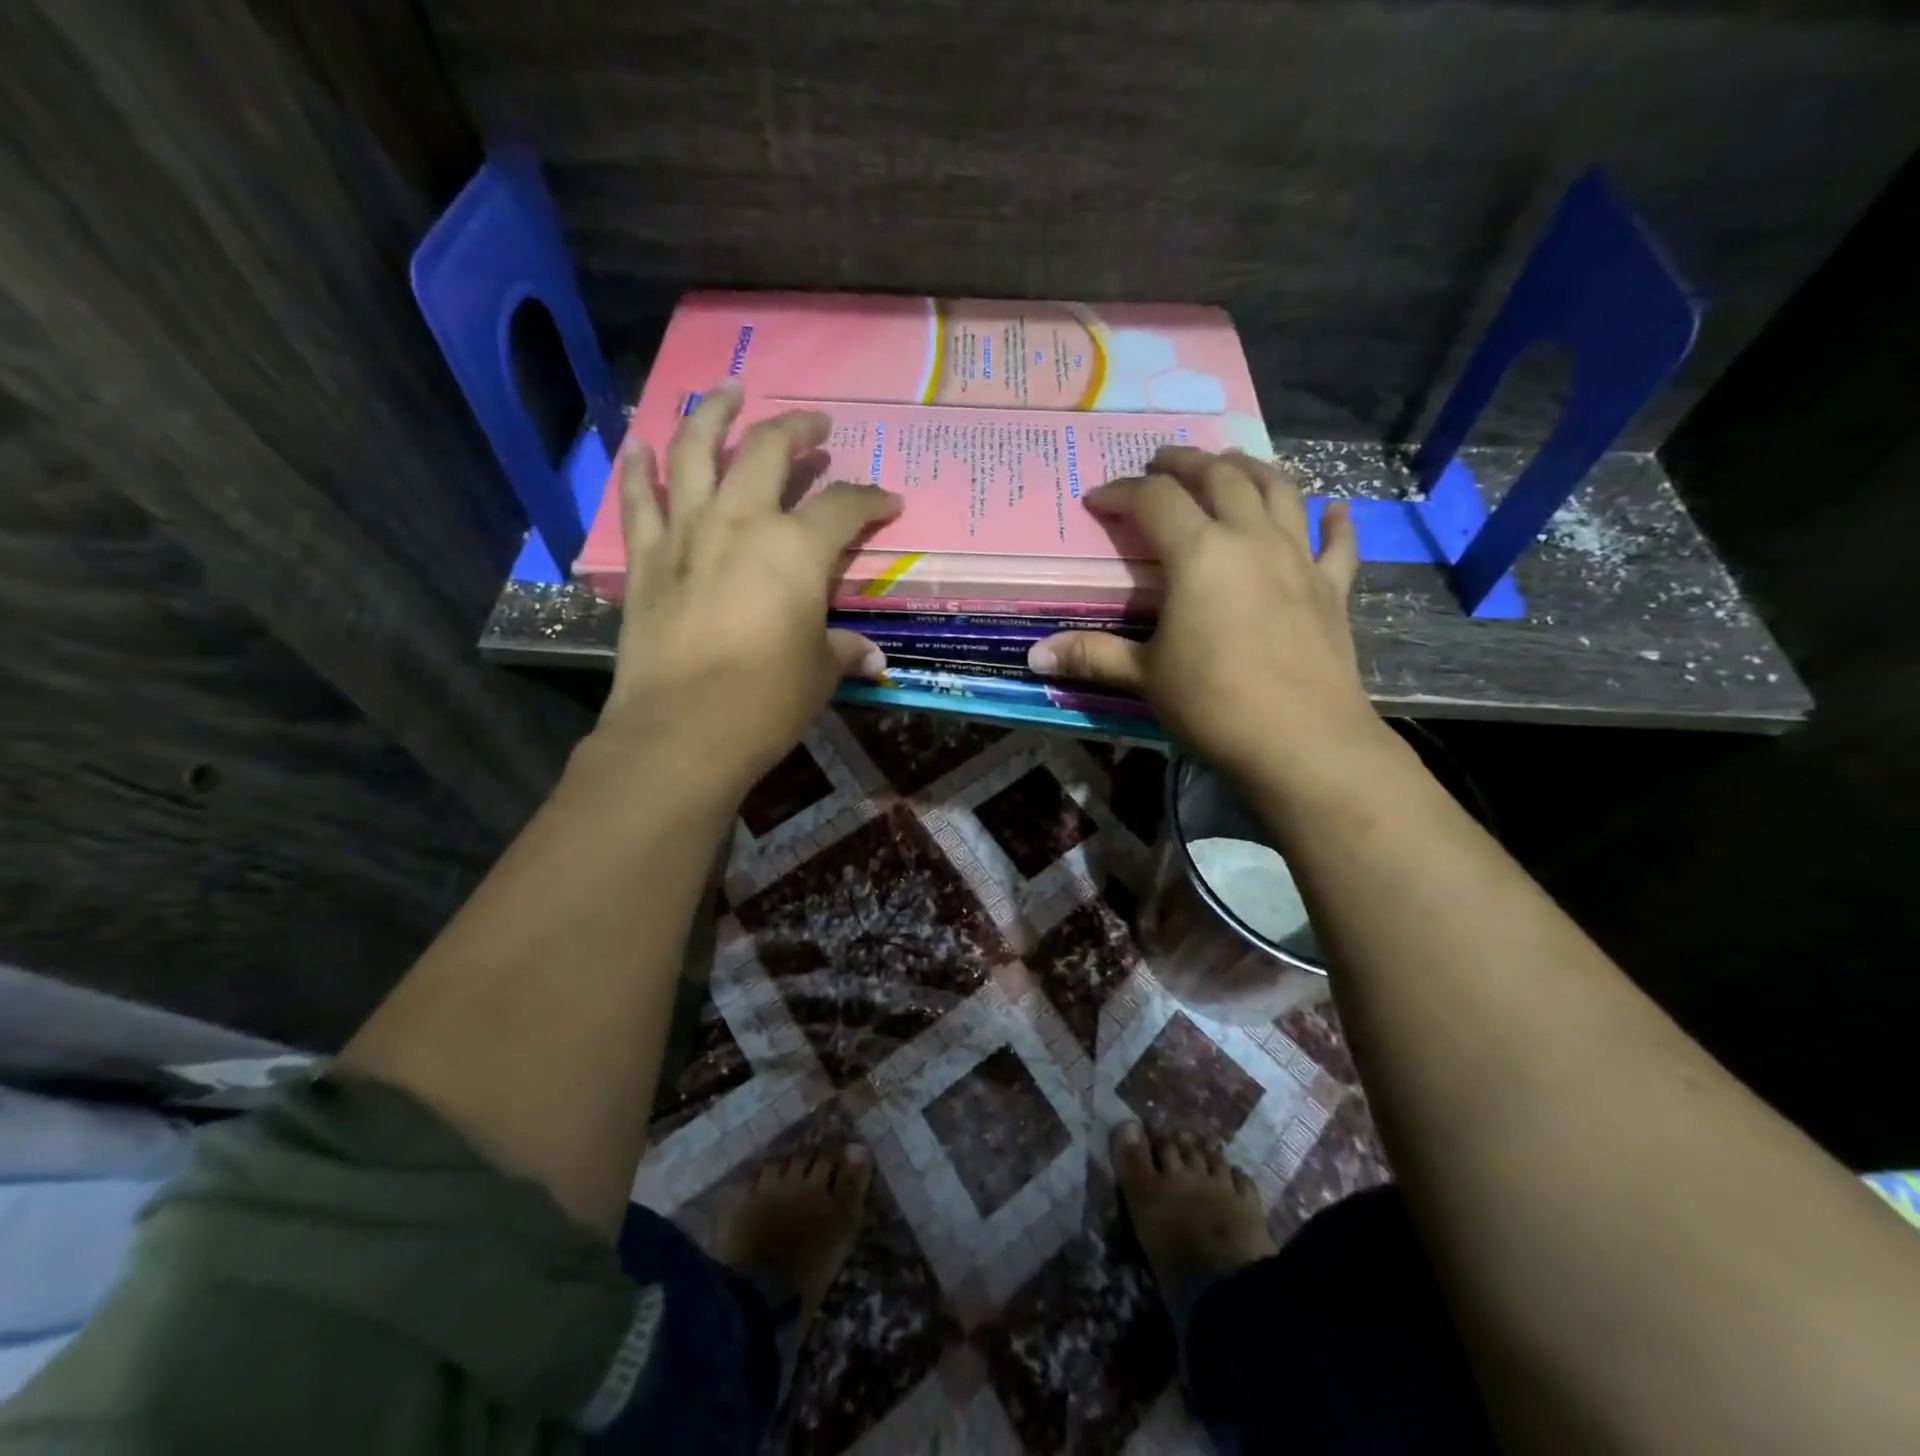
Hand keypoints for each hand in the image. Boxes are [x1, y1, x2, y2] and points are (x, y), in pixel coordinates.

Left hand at [598, 385, 899, 783]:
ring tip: (728, 392)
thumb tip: (871, 658)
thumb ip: (844, 651)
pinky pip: (638, 500)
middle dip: (797, 429)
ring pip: (694, 450)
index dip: (871, 500)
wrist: (683, 730)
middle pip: (768, 450)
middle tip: (814, 425)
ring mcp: (687, 533)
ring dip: (712, 413)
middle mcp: (742, 521)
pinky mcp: (646, 559)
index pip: (845, 507)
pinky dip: (638, 469)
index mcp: (797, 548)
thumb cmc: (766, 700)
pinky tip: (641, 444)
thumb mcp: (820, 673)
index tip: (888, 502)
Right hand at [1028, 447, 1381, 787]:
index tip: (1097, 500)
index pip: (1154, 500)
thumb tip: (1035, 656)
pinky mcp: (1333, 587)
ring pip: (1278, 490)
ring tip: (1229, 464)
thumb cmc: (1214, 704)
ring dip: (1250, 468)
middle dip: (1184, 462)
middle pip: (1219, 476)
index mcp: (1199, 554)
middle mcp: (1251, 538)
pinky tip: (1334, 509)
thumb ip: (1093, 655)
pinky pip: (1337, 542)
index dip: (1121, 492)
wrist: (1303, 741)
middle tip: (1160, 463)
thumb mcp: (1145, 677)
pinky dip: (1335, 520)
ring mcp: (1298, 558)